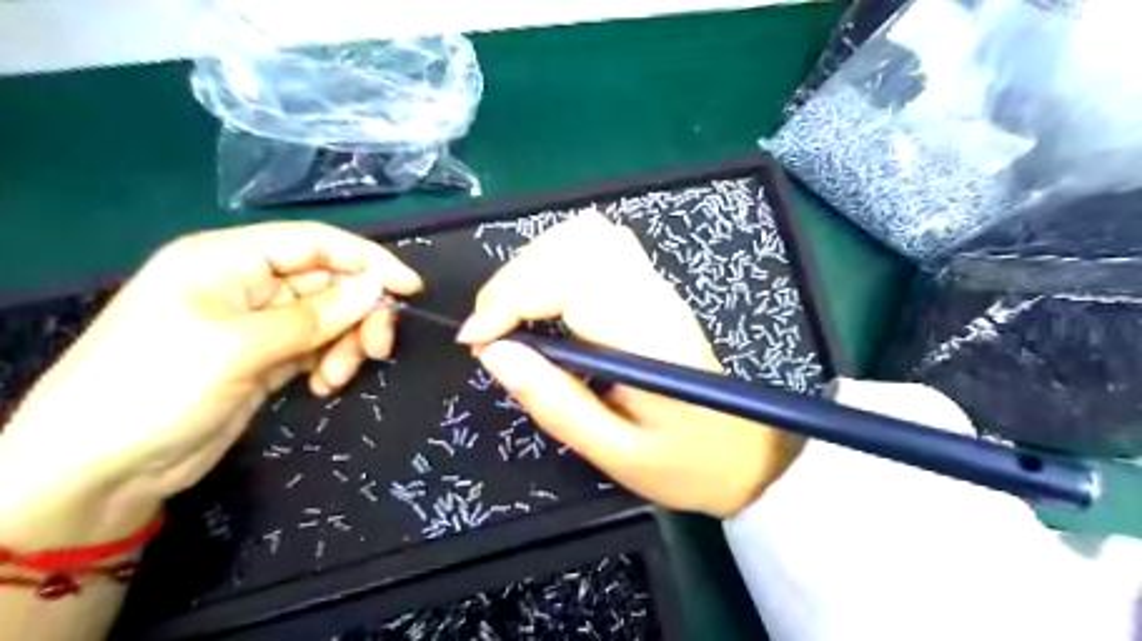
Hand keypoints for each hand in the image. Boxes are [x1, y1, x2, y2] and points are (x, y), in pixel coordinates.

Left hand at [1, 221, 419, 544]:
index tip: (411, 288)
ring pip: (331, 319)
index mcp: (230, 260)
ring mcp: (259, 324)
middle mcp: (248, 284)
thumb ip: (316, 316)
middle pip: (330, 284)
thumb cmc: (157, 387)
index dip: (368, 261)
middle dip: (359, 315)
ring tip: (335, 378)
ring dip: (346, 345)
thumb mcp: (240, 346)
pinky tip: (322, 387)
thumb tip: (377, 287)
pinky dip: (330, 364)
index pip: (316, 243)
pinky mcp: (267, 359)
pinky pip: (319, 348)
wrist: (98, 470)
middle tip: (378, 349)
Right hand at [458, 213, 799, 514]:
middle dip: (512, 280)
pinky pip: (602, 243)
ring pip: (586, 234)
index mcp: (646, 338)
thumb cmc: (684, 463)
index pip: (567, 284)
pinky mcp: (653, 287)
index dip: (509, 302)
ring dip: (533, 262)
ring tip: (510, 311)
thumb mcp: (614, 452)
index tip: (474, 341)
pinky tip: (547, 292)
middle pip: (572, 246)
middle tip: (487, 332)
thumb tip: (494, 353)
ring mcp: (657, 286)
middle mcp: (653, 296)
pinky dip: (560, 255)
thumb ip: (555, 402)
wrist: (744, 454)